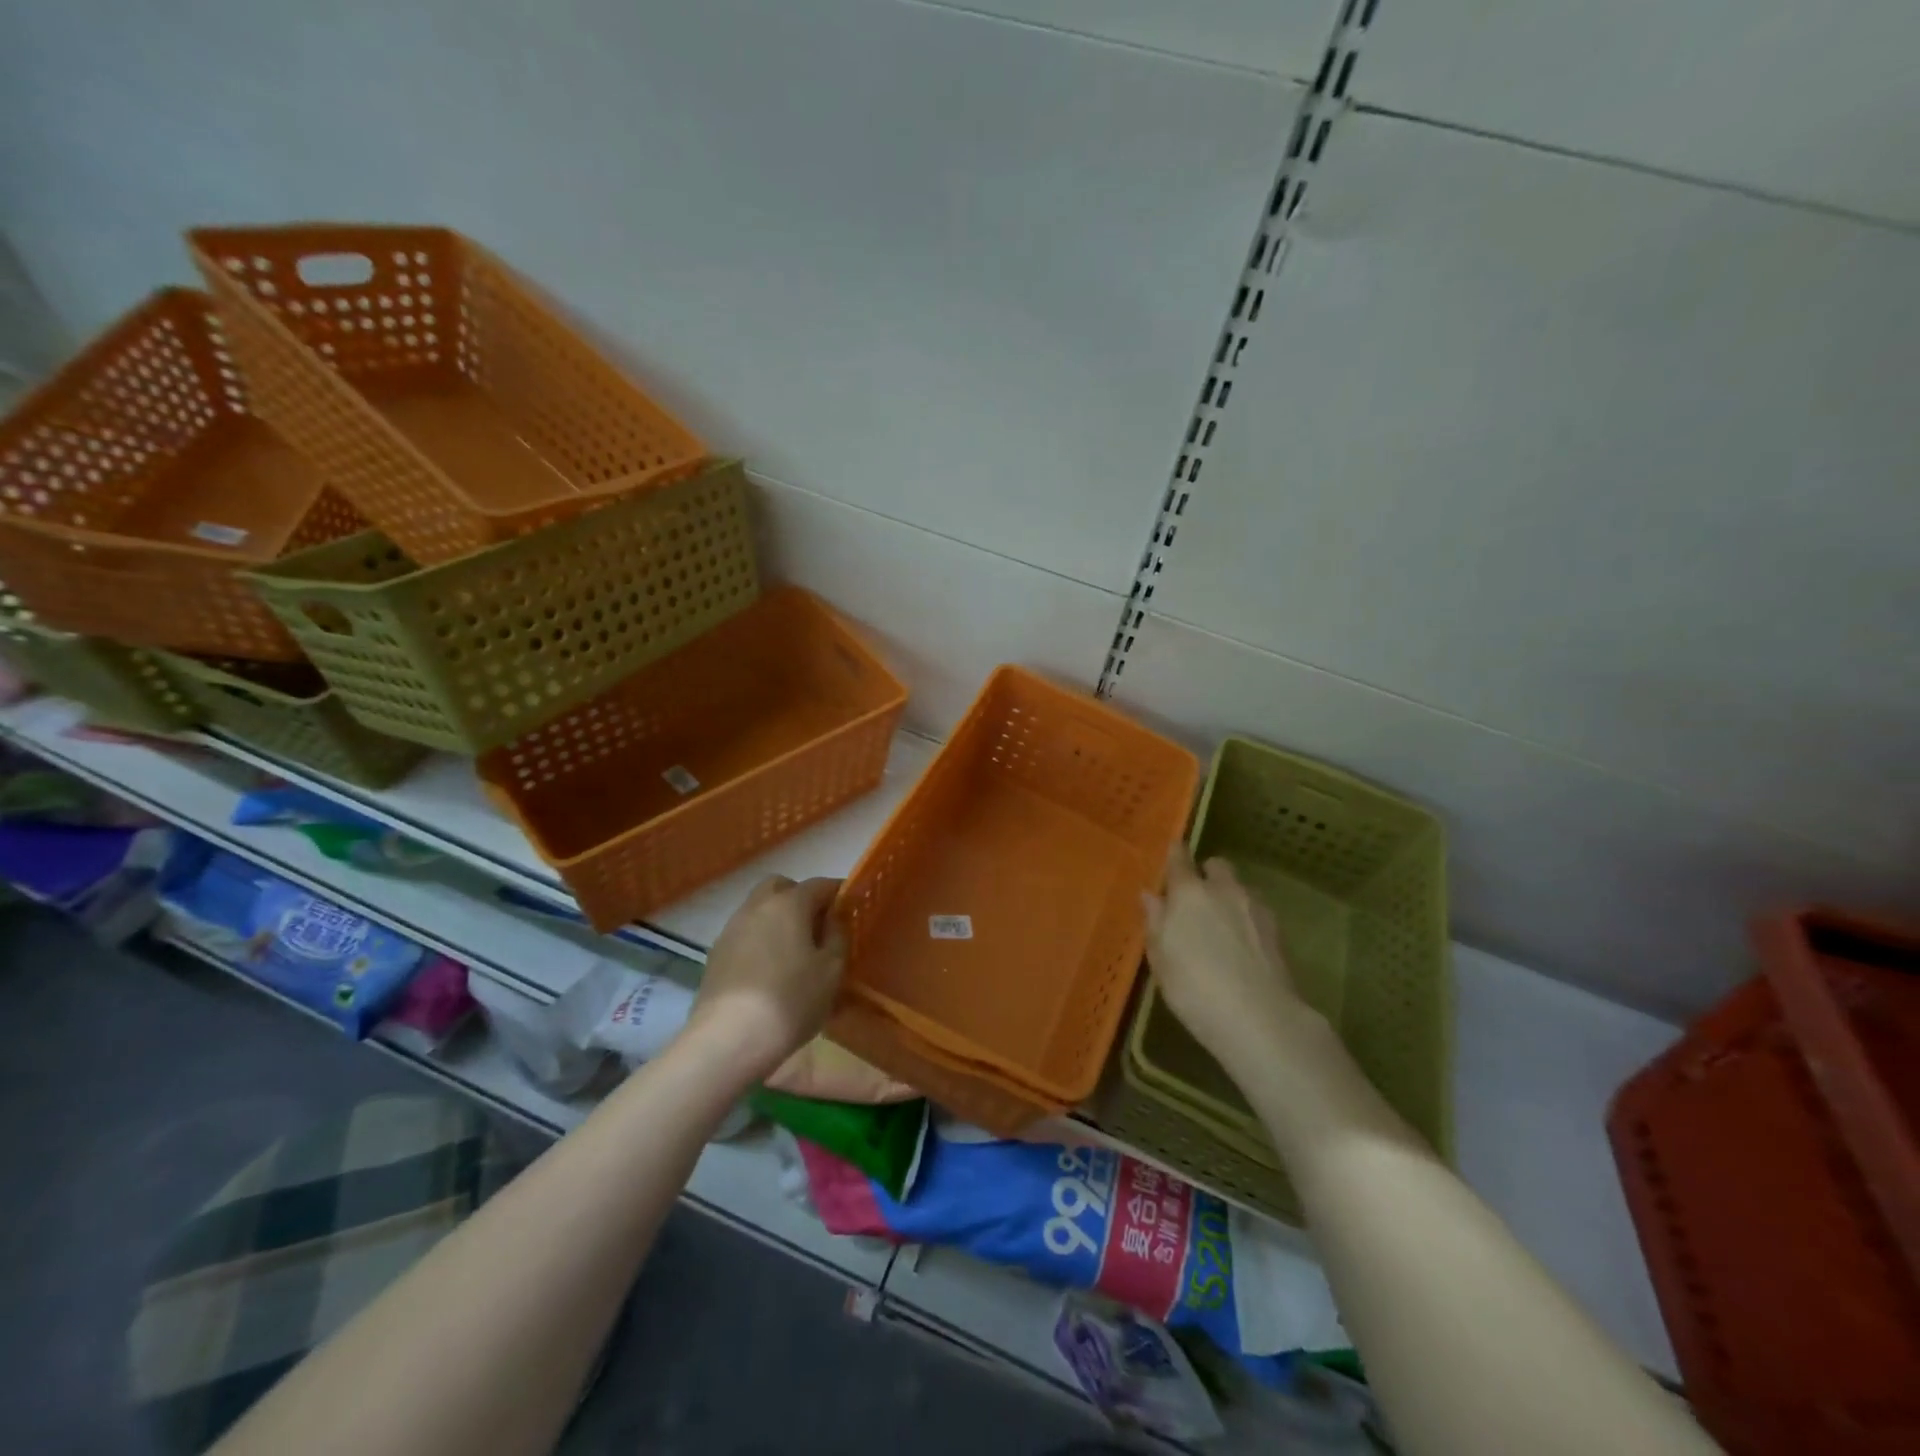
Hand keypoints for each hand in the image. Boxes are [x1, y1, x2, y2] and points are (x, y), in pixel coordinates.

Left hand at [688, 875, 845, 1081]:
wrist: (728, 1039)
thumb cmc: (791, 1000)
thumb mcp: (831, 970)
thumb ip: (837, 937)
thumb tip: (833, 920)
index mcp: (789, 903)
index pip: (819, 885)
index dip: (838, 893)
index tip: (850, 908)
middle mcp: (757, 907)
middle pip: (781, 887)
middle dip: (800, 898)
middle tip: (817, 926)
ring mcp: (731, 929)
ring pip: (758, 910)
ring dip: (777, 920)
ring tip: (793, 952)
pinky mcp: (715, 955)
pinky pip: (745, 934)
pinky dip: (760, 941)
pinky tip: (769, 971)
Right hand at [1144, 848, 1316, 1082]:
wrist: (1259, 1019)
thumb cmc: (1194, 988)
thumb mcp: (1161, 958)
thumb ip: (1156, 921)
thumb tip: (1150, 895)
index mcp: (1189, 892)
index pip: (1180, 858)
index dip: (1175, 854)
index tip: (1172, 854)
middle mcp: (1224, 890)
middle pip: (1216, 865)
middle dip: (1207, 874)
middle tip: (1196, 900)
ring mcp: (1255, 908)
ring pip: (1239, 888)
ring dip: (1229, 897)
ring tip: (1222, 926)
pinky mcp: (1278, 930)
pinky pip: (1256, 911)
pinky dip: (1247, 919)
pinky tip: (1242, 946)